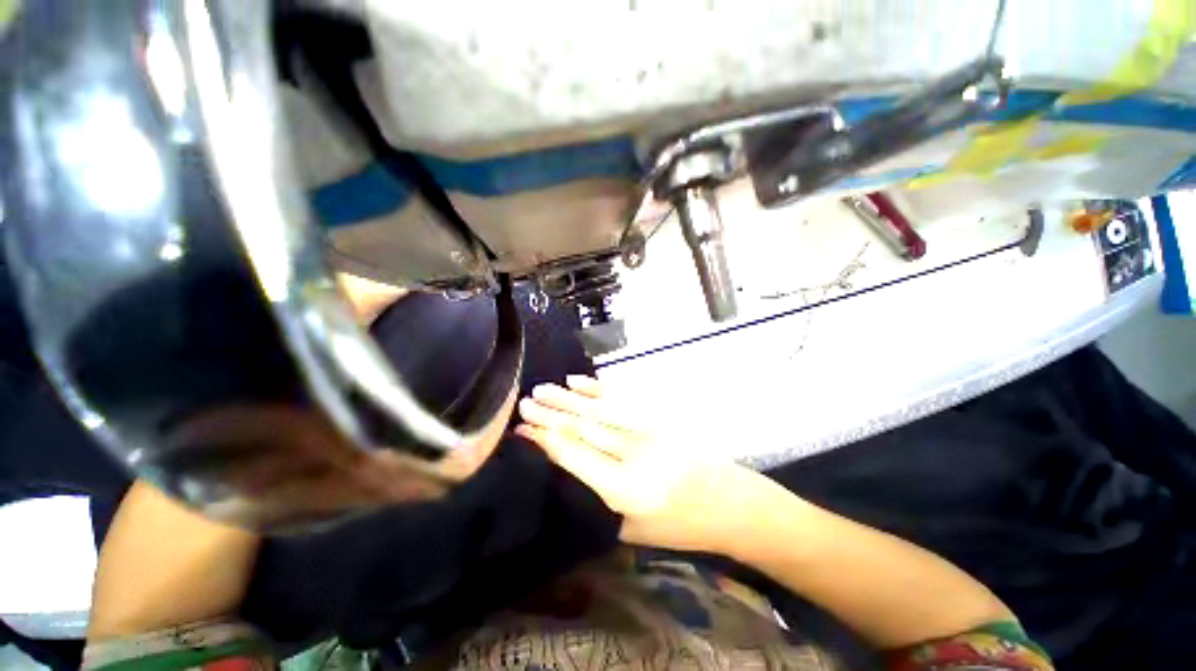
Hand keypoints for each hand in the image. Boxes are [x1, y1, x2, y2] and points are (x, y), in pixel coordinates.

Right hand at [517, 376, 774, 554]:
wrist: (729, 503)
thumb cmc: (680, 526)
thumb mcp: (631, 529)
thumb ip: (597, 497)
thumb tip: (564, 465)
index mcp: (625, 490)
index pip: (575, 456)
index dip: (546, 439)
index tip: (522, 428)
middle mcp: (634, 455)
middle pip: (584, 429)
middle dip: (551, 415)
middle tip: (524, 403)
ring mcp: (649, 430)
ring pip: (598, 410)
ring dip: (568, 398)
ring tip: (541, 389)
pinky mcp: (659, 417)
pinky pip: (623, 399)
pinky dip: (597, 389)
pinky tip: (578, 382)